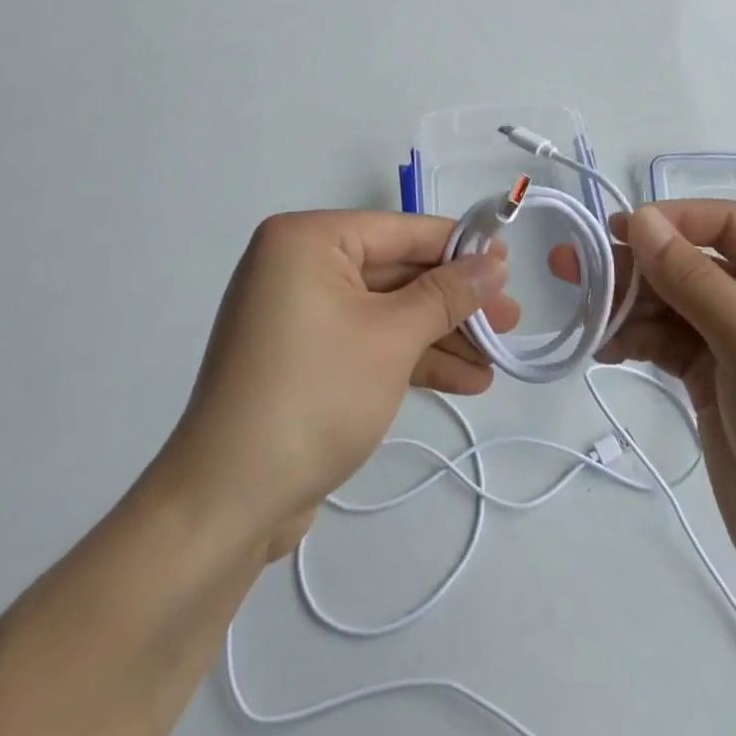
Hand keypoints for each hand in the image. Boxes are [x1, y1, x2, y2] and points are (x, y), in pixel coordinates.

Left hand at [150, 212, 517, 561]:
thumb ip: (447, 294)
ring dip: (440, 335)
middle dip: (454, 302)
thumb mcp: (392, 338)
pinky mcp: (304, 358)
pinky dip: (410, 358)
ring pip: (386, 311)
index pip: (400, 230)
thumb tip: (494, 262)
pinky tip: (464, 379)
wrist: (227, 505)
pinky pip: (367, 341)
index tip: (508, 265)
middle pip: (396, 272)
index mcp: (307, 240)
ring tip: (495, 358)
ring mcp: (299, 315)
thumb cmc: (314, 395)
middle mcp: (298, 266)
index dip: (458, 248)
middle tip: (509, 321)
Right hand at [550, 201, 735, 603]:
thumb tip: (640, 218)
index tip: (618, 230)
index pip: (727, 223)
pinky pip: (667, 342)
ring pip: (672, 303)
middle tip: (572, 265)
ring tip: (580, 310)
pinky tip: (603, 348)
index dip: (672, 219)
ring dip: (627, 304)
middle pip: (691, 262)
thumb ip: (691, 276)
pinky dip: (636, 340)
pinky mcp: (714, 380)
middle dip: (635, 264)